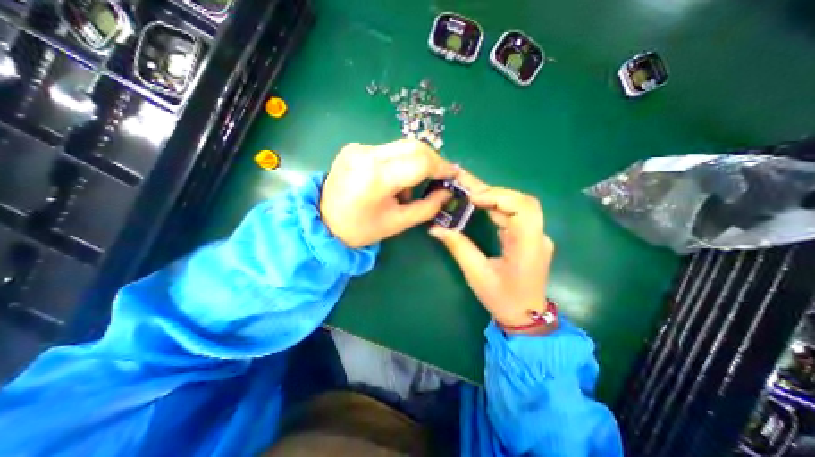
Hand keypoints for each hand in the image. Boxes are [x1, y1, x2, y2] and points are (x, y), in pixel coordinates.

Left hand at [320, 138, 457, 246]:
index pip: (420, 161)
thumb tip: (446, 193)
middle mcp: (366, 154)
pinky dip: (399, 163)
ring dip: (415, 163)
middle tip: (439, 179)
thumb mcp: (397, 223)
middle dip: (432, 161)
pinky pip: (388, 150)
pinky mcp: (354, 147)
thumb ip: (427, 207)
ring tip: (408, 188)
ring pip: (402, 146)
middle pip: (413, 146)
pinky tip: (392, 182)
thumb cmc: (361, 229)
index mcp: (377, 177)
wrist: (323, 222)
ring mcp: (358, 147)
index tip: (453, 175)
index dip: (442, 167)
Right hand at [427, 169, 553, 331]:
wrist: (525, 317)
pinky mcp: (528, 237)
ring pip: (517, 206)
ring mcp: (535, 236)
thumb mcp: (476, 274)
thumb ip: (458, 247)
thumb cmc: (502, 299)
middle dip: (493, 192)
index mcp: (529, 246)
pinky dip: (496, 207)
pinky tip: (480, 206)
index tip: (472, 198)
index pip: (523, 208)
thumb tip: (436, 228)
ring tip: (469, 193)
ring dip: (493, 197)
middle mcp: (537, 236)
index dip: (498, 197)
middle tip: (466, 189)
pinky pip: (513, 215)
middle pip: (521, 202)